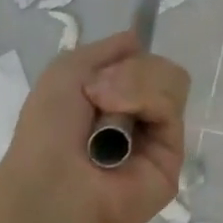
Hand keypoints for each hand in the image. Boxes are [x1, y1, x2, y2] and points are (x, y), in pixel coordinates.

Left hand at [0, 31, 189, 222]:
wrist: (53, 184)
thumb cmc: (49, 128)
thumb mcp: (67, 69)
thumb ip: (108, 48)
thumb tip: (140, 39)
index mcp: (111, 96)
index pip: (142, 58)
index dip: (132, 55)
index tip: (115, 60)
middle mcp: (137, 114)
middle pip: (160, 65)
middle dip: (130, 70)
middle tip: (98, 94)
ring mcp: (157, 134)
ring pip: (172, 80)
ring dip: (136, 85)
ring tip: (108, 111)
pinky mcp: (174, 155)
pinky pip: (173, 106)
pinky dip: (147, 103)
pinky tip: (122, 129)